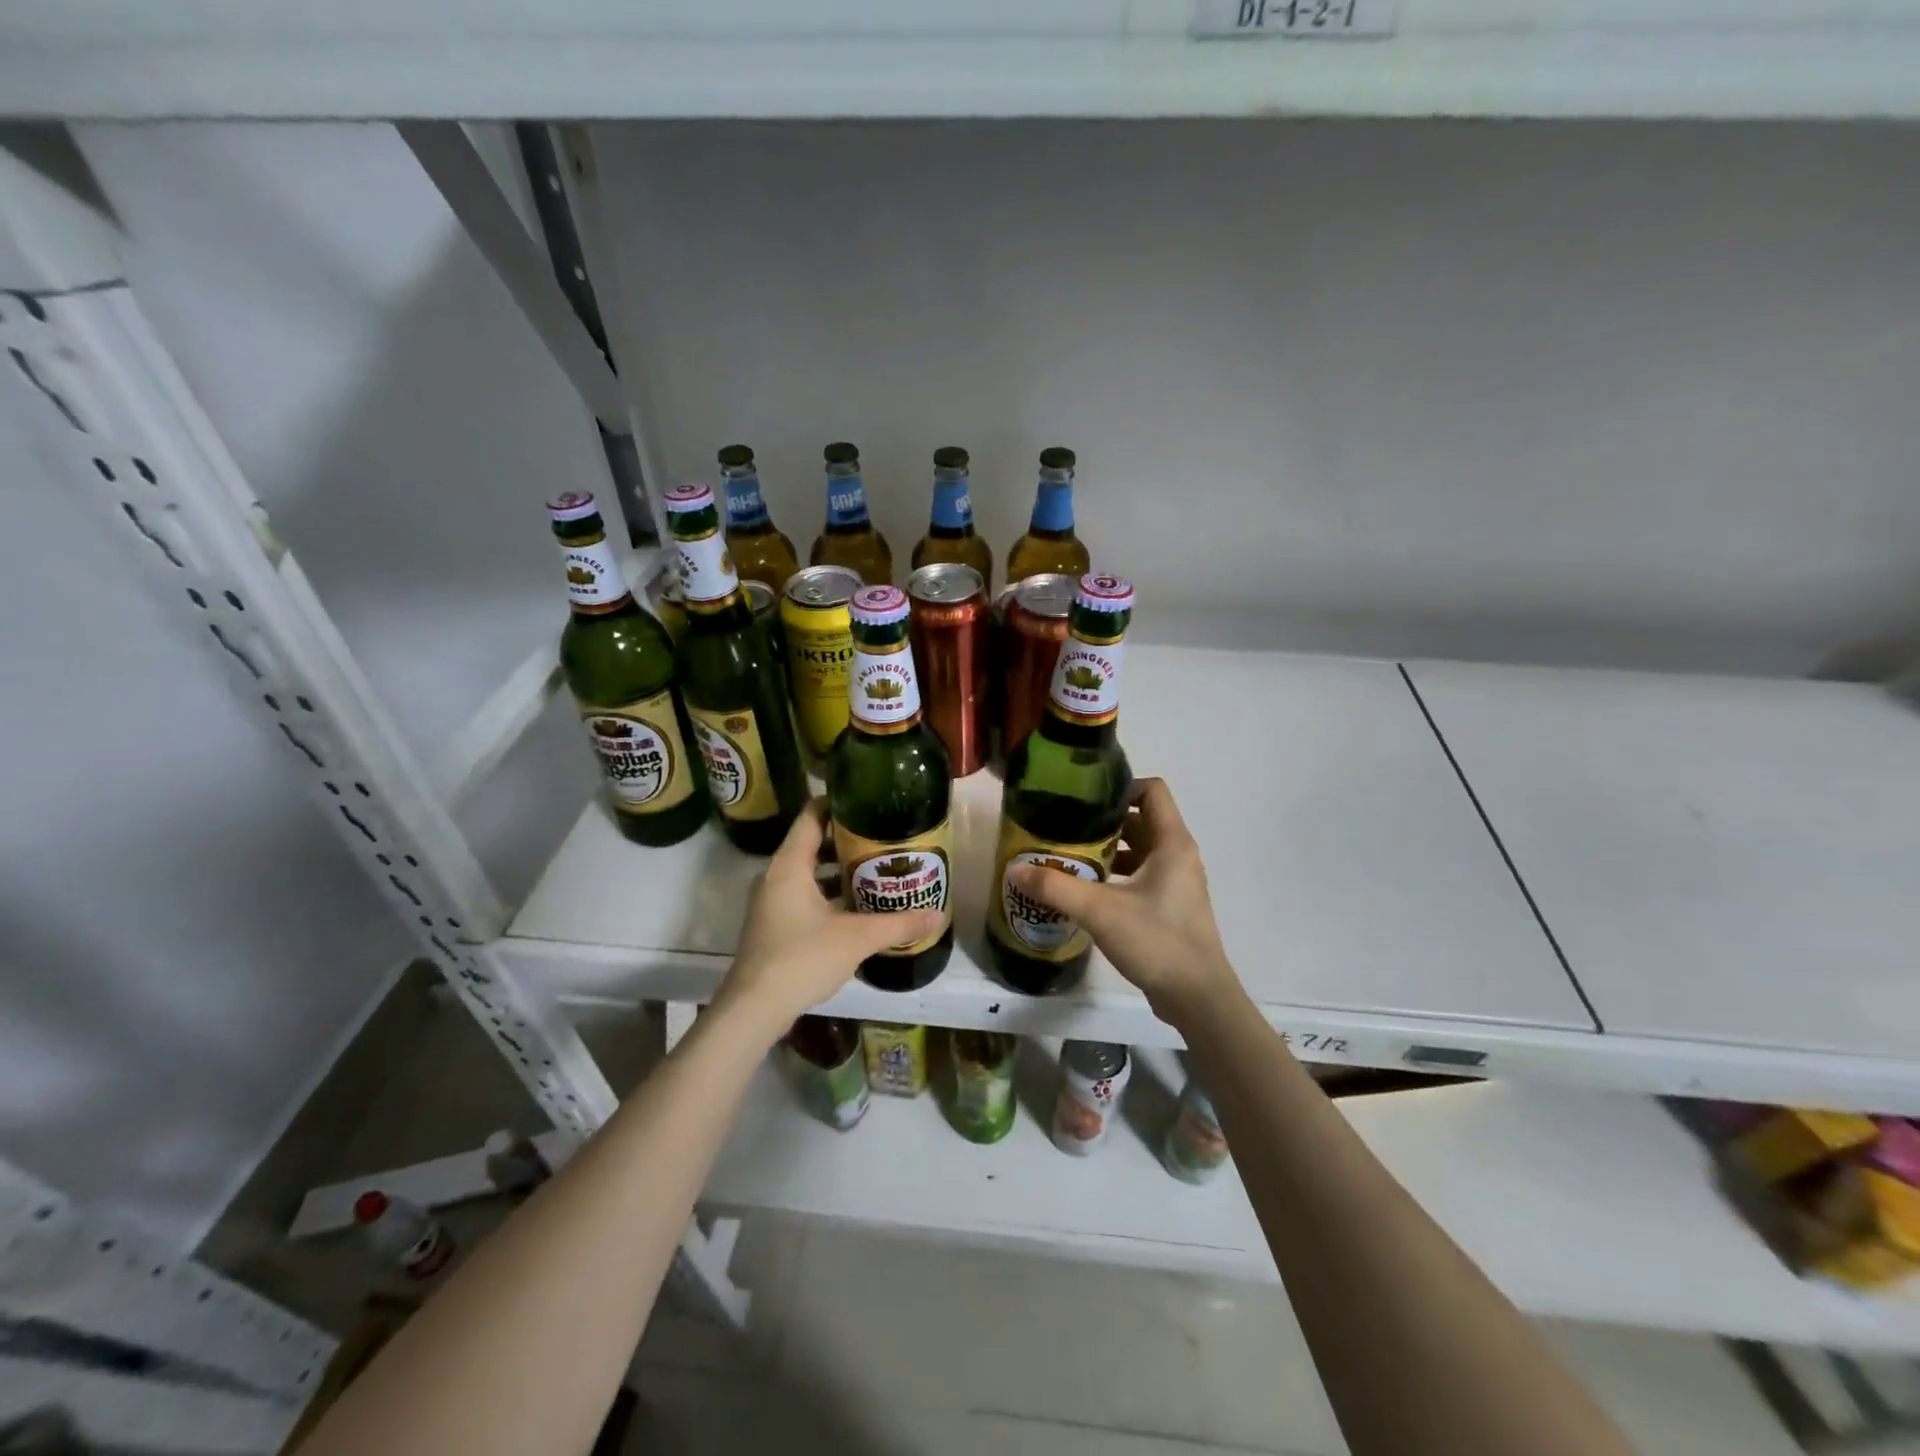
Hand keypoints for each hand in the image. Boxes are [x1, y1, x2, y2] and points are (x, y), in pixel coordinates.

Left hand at [716, 799, 943, 1034]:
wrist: (754, 1008)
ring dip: (838, 870)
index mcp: (790, 866)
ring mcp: (771, 902)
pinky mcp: (773, 925)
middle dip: (847, 840)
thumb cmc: (802, 958)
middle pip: (812, 844)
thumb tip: (936, 914)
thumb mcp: (857, 938)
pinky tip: (856, 907)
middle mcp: (776, 877)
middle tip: (883, 837)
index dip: (836, 803)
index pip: (811, 817)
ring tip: (876, 869)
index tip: (867, 800)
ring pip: (808, 873)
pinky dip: (828, 893)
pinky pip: (803, 895)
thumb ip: (898, 924)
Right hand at [1007, 778, 1240, 1027]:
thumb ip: (1055, 888)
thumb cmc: (1157, 941)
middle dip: (1102, 822)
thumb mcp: (1100, 911)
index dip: (1120, 787)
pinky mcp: (1170, 906)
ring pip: (1138, 850)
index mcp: (1172, 842)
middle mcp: (1178, 855)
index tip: (1083, 800)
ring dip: (1106, 851)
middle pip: (1140, 820)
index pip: (1152, 790)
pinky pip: (1140, 876)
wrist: (1198, 998)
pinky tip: (1085, 892)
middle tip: (1064, 828)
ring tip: (1068, 858)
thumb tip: (1015, 869)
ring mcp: (1176, 882)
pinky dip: (1115, 876)